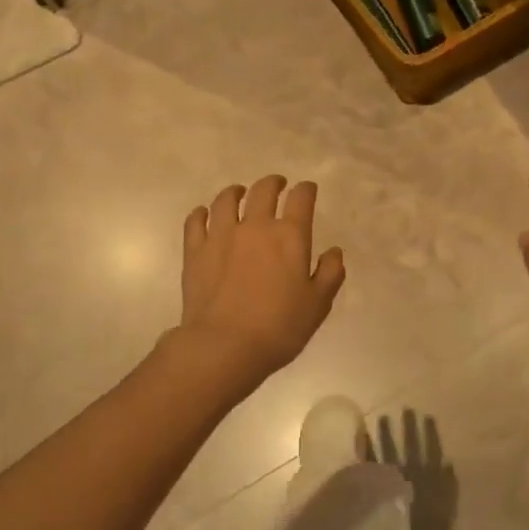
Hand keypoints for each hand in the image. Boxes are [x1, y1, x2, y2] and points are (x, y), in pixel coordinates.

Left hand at [178, 175, 344, 384]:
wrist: (225, 345)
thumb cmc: (279, 327)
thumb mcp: (318, 304)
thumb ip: (330, 273)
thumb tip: (334, 251)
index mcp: (289, 236)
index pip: (301, 199)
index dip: (306, 190)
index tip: (307, 190)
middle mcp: (255, 226)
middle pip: (263, 190)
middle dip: (274, 183)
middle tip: (277, 185)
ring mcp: (221, 235)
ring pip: (226, 200)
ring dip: (236, 192)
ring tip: (240, 193)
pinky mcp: (195, 251)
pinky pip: (196, 221)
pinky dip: (202, 213)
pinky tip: (205, 214)